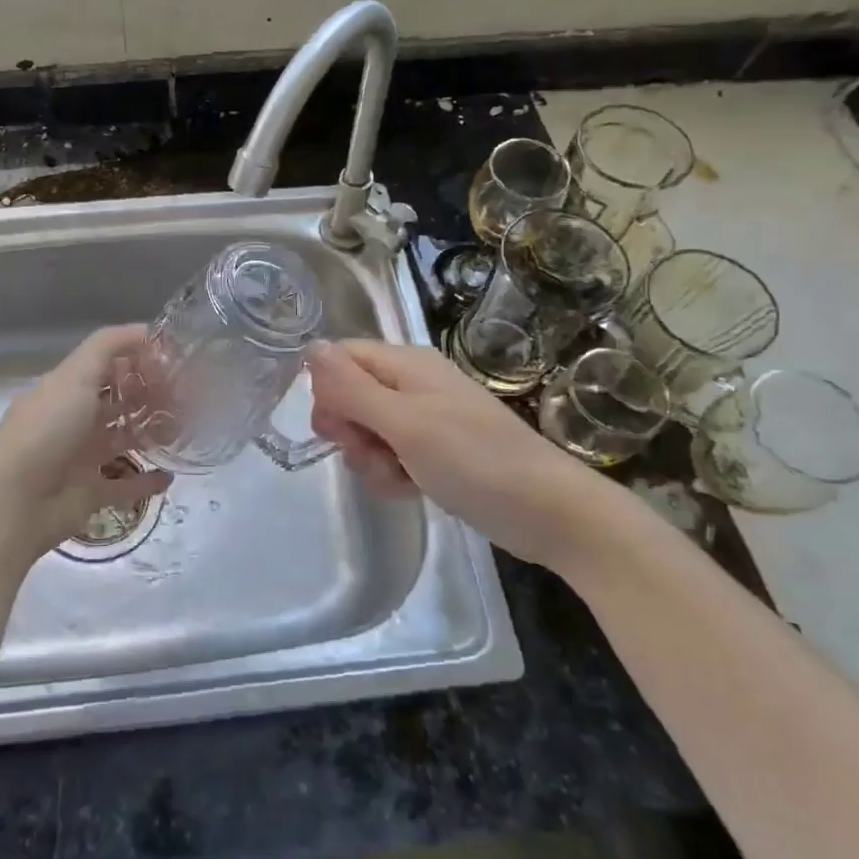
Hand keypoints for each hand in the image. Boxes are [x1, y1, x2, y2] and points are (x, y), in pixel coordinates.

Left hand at [0, 325, 171, 562]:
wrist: (15, 502)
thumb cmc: (46, 430)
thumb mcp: (75, 375)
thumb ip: (109, 346)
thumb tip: (146, 330)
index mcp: (66, 389)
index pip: (107, 365)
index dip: (137, 359)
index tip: (173, 360)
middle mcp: (74, 419)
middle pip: (118, 401)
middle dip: (150, 396)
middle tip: (189, 395)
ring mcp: (81, 458)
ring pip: (124, 440)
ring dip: (151, 433)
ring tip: (185, 429)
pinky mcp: (90, 494)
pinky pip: (125, 486)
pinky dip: (146, 481)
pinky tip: (170, 475)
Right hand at [306, 339, 614, 569]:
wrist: (548, 512)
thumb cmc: (475, 460)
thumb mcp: (405, 423)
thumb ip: (352, 388)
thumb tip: (309, 346)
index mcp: (405, 364)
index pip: (341, 359)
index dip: (328, 391)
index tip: (338, 428)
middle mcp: (411, 384)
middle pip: (349, 396)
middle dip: (349, 430)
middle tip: (373, 453)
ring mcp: (424, 419)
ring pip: (366, 430)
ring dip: (370, 458)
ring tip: (399, 477)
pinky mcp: (433, 452)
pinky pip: (390, 455)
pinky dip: (391, 473)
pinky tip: (410, 489)